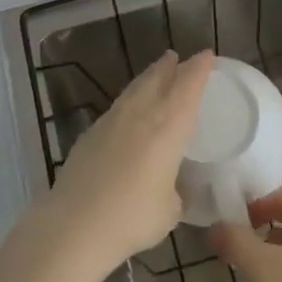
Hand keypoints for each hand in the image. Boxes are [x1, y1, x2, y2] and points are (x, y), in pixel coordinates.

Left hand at [31, 49, 213, 273]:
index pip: (188, 87)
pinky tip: (127, 112)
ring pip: (133, 90)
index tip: (207, 55)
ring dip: (147, 78)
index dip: (198, 69)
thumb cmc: (133, 217)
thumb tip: (172, 187)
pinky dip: (128, 102)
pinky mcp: (89, 135)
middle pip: (157, 79)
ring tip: (155, 73)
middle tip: (176, 57)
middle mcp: (140, 115)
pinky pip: (116, 108)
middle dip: (169, 66)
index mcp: (169, 127)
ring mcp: (110, 122)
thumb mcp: (170, 209)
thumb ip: (175, 191)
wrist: (74, 226)